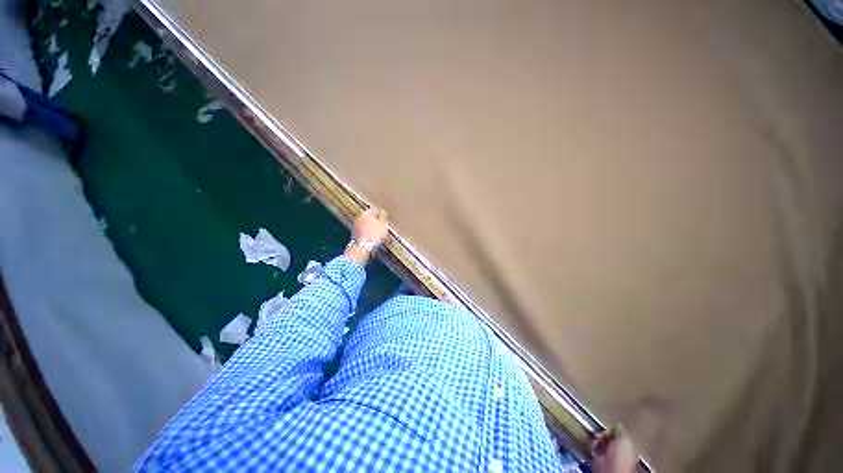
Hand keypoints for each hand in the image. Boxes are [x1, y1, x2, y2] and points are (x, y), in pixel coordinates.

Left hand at [345, 208, 388, 263]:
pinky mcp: (354, 235)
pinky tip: (373, 239)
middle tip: (383, 228)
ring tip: (378, 235)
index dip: (382, 216)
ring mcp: (355, 226)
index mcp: (366, 212)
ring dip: (371, 229)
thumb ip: (384, 217)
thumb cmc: (375, 233)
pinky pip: (363, 232)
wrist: (363, 247)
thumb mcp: (384, 224)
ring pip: (366, 225)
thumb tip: (382, 213)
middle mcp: (359, 217)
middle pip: (369, 218)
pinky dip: (368, 234)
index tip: (386, 221)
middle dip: (376, 222)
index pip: (375, 210)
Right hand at [592, 426, 639, 472]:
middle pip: (610, 437)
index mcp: (630, 448)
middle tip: (602, 433)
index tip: (610, 427)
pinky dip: (593, 443)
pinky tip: (594, 443)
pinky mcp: (599, 456)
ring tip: (597, 437)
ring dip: (598, 437)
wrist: (610, 469)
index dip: (615, 430)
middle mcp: (620, 451)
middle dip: (604, 433)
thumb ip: (621, 430)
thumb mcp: (624, 439)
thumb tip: (617, 424)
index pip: (622, 435)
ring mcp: (609, 454)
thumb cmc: (621, 455)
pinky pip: (595, 446)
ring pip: (601, 440)